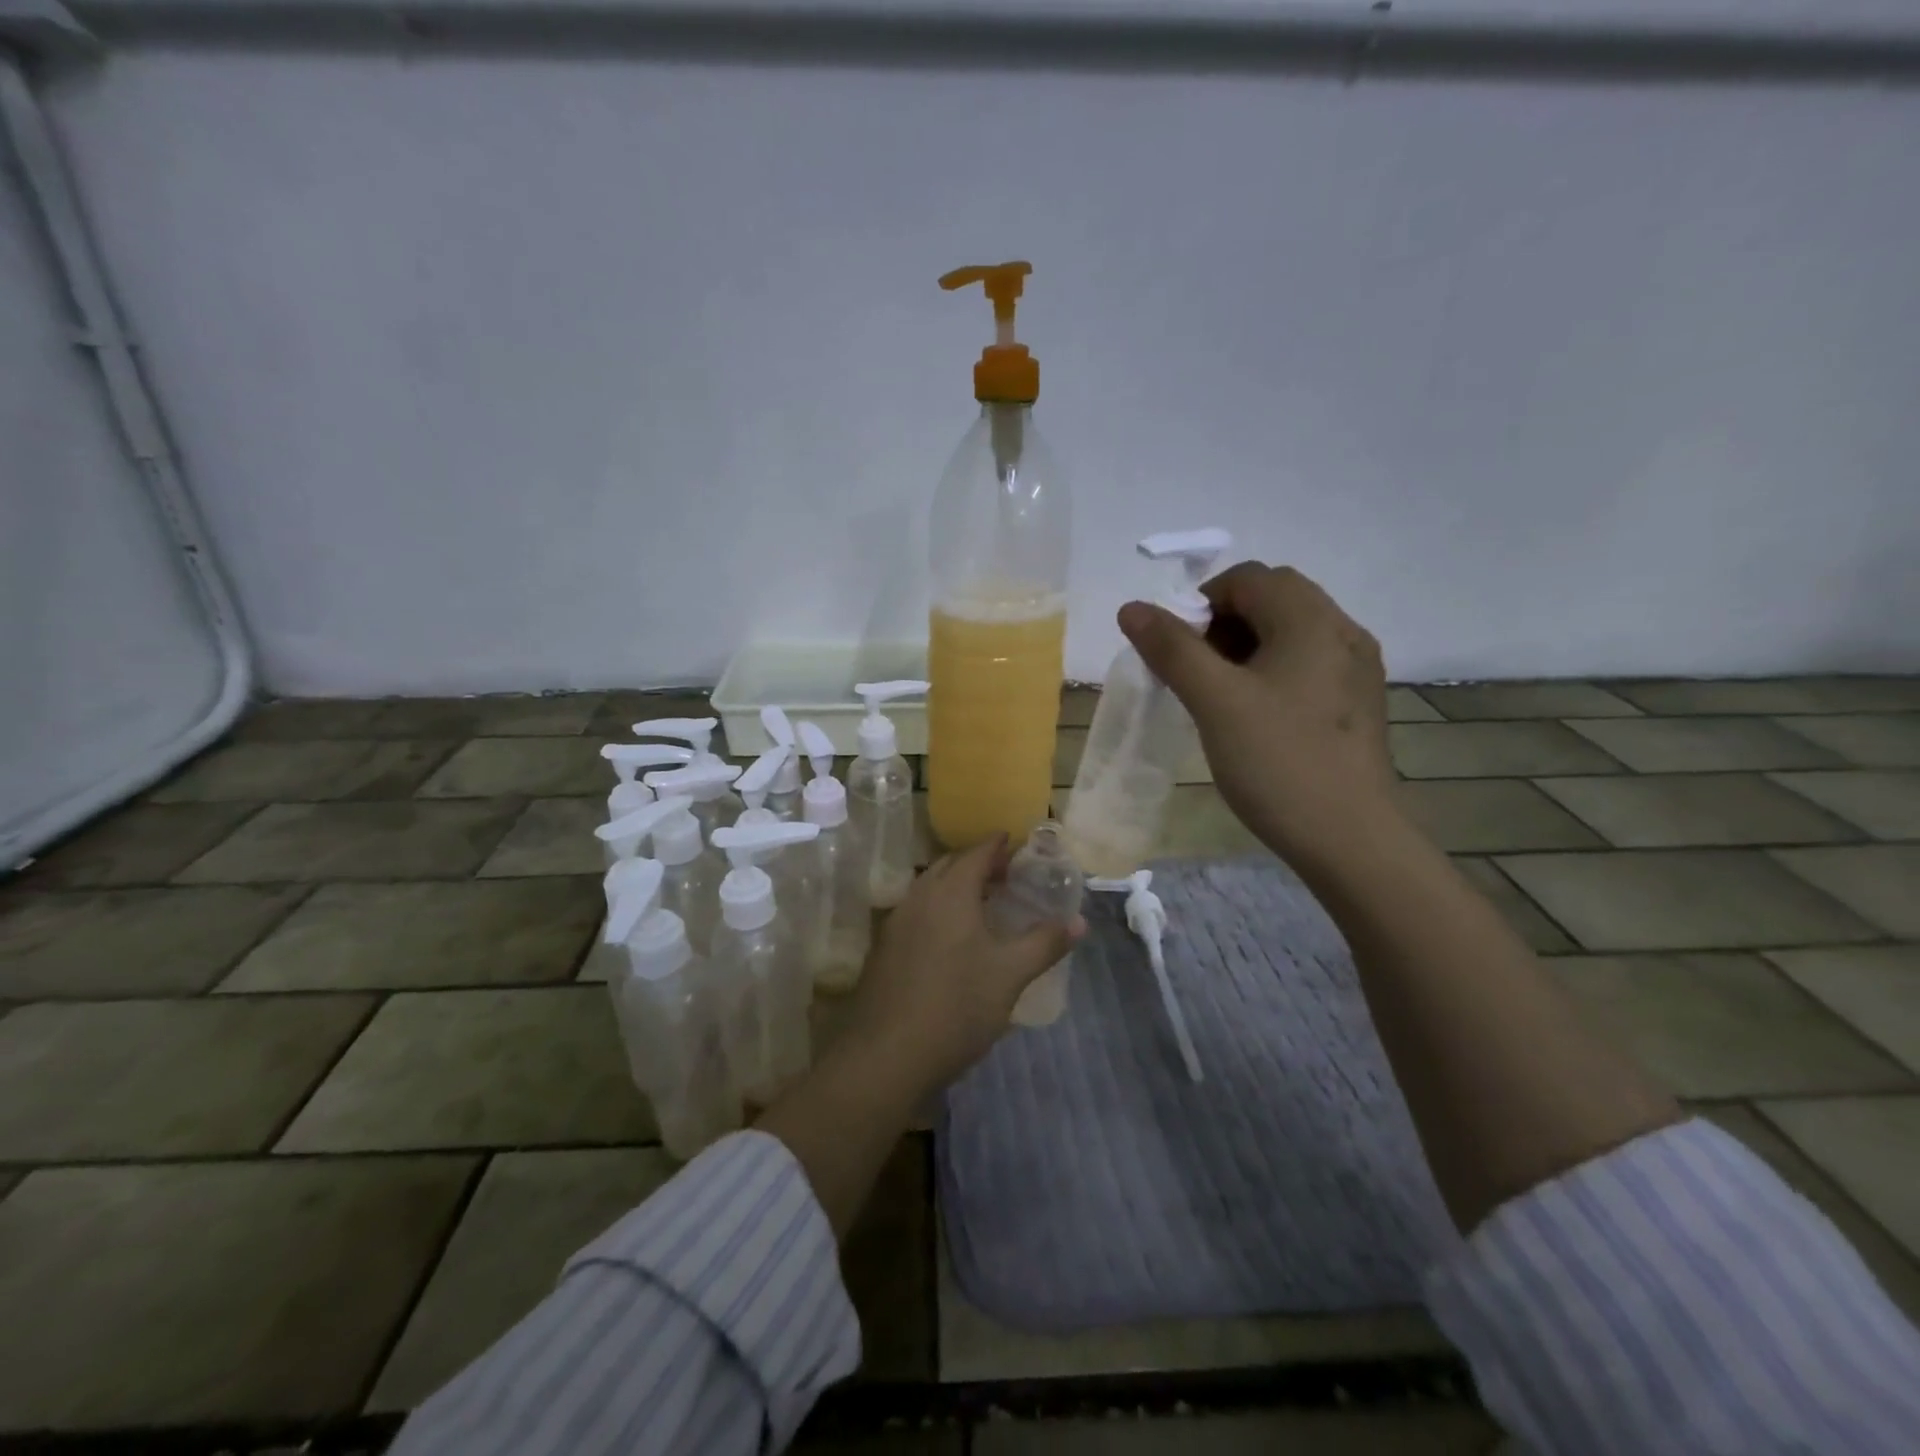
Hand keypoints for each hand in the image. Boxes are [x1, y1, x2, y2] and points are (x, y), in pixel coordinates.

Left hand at [842, 836, 1083, 1093]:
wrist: (887, 1055)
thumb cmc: (957, 1006)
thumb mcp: (1010, 974)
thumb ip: (1045, 942)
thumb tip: (1079, 921)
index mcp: (951, 892)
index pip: (977, 853)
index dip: (998, 845)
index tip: (1015, 841)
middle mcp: (920, 896)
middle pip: (950, 865)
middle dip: (977, 862)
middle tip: (1005, 874)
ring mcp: (896, 922)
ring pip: (929, 888)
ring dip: (955, 886)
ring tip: (981, 903)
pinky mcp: (883, 948)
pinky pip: (916, 911)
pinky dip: (937, 908)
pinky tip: (950, 937)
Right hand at [1118, 562, 1397, 871]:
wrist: (1351, 840)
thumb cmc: (1279, 762)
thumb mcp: (1215, 702)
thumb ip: (1172, 649)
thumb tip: (1132, 608)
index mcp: (1311, 621)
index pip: (1248, 578)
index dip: (1201, 603)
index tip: (1177, 651)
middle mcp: (1342, 631)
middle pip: (1272, 599)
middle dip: (1222, 624)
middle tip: (1195, 672)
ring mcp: (1356, 668)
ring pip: (1289, 632)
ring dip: (1245, 647)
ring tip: (1218, 695)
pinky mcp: (1357, 701)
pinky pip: (1306, 663)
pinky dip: (1271, 671)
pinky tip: (1255, 715)